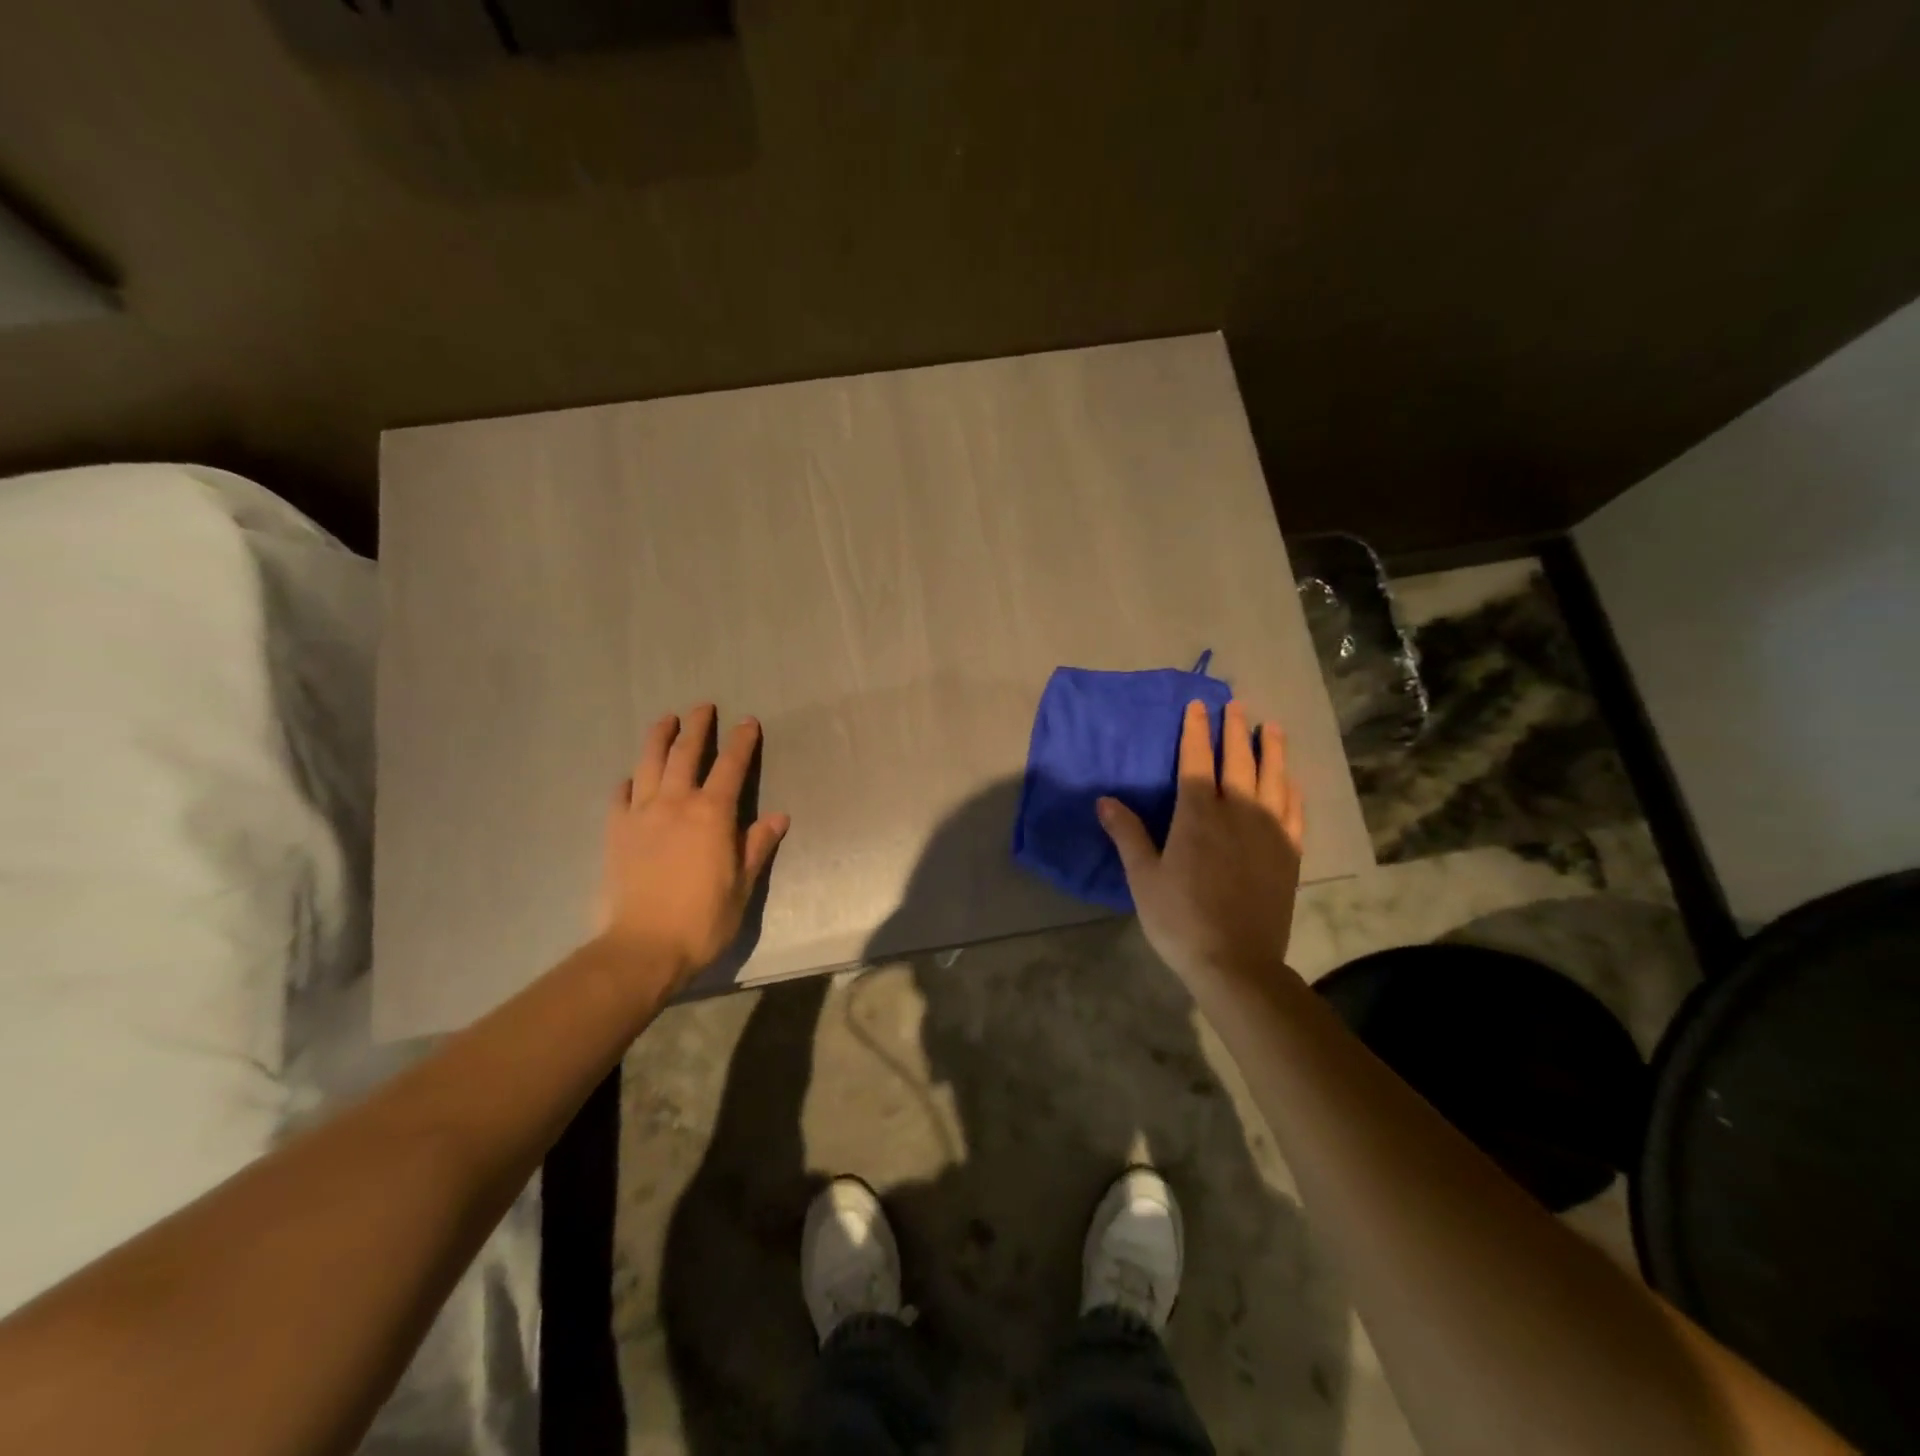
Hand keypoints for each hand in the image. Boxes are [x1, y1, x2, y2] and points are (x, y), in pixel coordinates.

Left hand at [598, 704, 789, 986]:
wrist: (643, 947)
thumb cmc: (703, 919)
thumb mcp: (742, 885)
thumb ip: (757, 845)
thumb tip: (779, 816)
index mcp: (712, 814)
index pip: (731, 766)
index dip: (742, 741)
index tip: (748, 721)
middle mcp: (675, 803)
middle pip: (686, 754)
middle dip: (698, 727)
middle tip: (703, 707)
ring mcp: (641, 815)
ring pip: (649, 764)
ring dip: (659, 738)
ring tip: (665, 720)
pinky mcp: (616, 832)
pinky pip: (620, 796)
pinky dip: (629, 781)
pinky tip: (631, 778)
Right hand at [1097, 699, 1304, 985]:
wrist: (1236, 961)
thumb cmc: (1180, 919)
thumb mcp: (1143, 878)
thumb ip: (1128, 834)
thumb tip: (1105, 800)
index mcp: (1197, 815)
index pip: (1196, 760)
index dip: (1195, 731)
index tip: (1197, 706)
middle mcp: (1237, 812)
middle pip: (1238, 760)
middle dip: (1234, 730)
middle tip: (1236, 705)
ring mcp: (1269, 831)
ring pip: (1273, 778)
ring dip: (1271, 750)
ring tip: (1272, 727)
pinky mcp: (1289, 853)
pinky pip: (1294, 811)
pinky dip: (1292, 790)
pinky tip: (1291, 781)